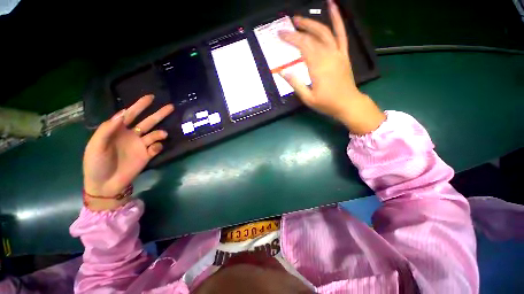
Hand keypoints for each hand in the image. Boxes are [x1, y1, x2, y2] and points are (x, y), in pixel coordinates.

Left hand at [83, 95, 173, 209]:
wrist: (105, 185)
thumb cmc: (96, 164)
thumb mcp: (95, 146)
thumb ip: (107, 129)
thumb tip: (122, 114)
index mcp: (118, 130)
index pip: (130, 114)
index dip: (139, 105)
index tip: (151, 97)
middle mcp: (132, 135)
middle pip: (148, 122)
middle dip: (159, 114)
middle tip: (171, 107)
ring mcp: (141, 145)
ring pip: (155, 134)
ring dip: (159, 133)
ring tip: (162, 134)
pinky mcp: (147, 155)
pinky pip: (156, 148)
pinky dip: (157, 147)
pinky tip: (153, 149)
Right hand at [279, 0, 384, 134]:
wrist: (347, 104)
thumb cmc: (327, 103)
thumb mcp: (308, 98)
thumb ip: (295, 84)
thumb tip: (282, 71)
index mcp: (318, 67)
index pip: (302, 46)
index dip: (291, 38)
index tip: (280, 34)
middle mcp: (328, 56)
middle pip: (311, 37)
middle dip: (298, 30)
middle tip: (287, 27)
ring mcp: (338, 53)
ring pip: (324, 32)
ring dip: (312, 23)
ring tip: (300, 19)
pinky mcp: (343, 54)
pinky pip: (342, 34)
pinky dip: (338, 19)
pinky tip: (333, 6)